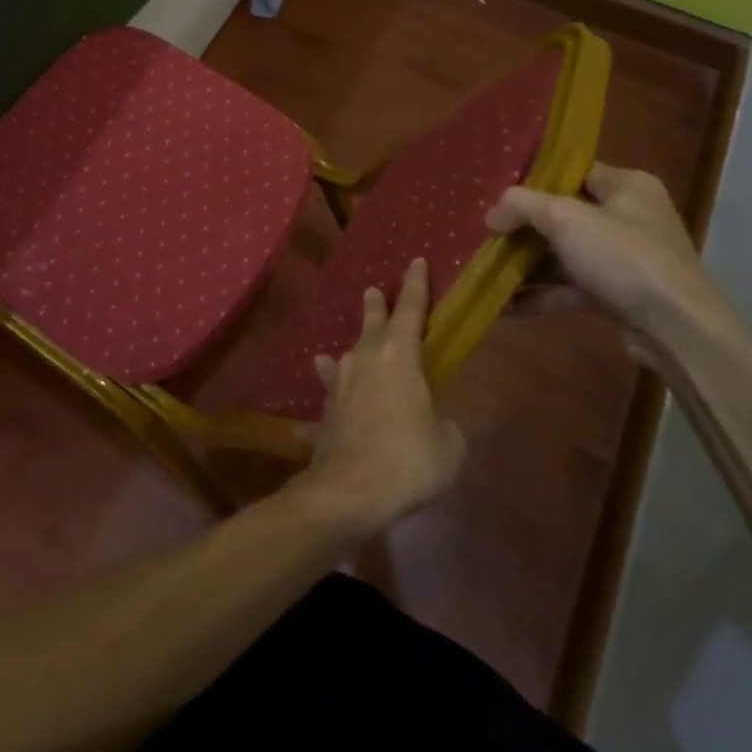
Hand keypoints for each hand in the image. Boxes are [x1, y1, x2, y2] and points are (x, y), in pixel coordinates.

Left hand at [299, 257, 464, 529]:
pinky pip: (325, 409)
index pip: (411, 310)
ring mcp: (339, 387)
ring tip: (333, 353)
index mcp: (399, 357)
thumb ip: (444, 425)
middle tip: (372, 290)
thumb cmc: (409, 459)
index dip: (416, 285)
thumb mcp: (448, 445)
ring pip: (342, 360)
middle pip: (371, 326)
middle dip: (375, 306)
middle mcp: (364, 361)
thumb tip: (435, 423)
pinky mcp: (324, 415)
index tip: (416, 261)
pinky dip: (320, 415)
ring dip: (344, 355)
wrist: (351, 490)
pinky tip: (304, 427)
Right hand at [485, 163, 737, 364]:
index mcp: (627, 186)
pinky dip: (540, 294)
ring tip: (485, 269)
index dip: (534, 179)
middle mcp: (628, 217)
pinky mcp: (617, 294)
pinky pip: (570, 287)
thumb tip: (492, 215)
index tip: (497, 191)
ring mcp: (624, 258)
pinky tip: (504, 305)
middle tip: (486, 232)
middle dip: (523, 227)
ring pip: (564, 254)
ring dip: (526, 264)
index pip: (572, 171)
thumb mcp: (565, 218)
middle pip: (563, 214)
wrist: (677, 329)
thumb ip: (522, 206)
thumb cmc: (624, 257)